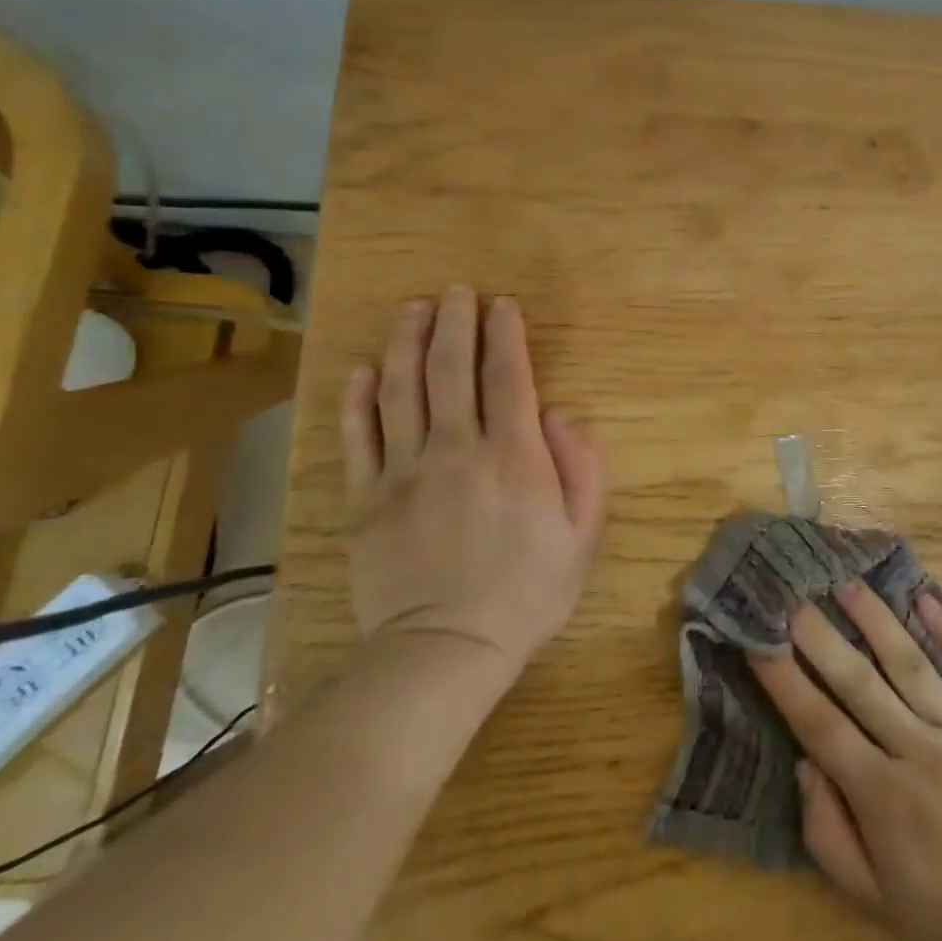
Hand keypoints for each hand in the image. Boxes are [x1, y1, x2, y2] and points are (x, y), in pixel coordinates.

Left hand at [340, 288, 605, 688]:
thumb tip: (559, 414)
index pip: (508, 378)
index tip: (503, 304)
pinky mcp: (365, 498)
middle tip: (457, 290)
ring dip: (407, 343)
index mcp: (514, 458)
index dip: (506, 334)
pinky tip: (364, 369)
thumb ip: (581, 467)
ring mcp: (404, 472)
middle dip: (456, 322)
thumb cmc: (527, 593)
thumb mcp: (583, 536)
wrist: (445, 650)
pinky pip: (359, 437)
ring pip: (401, 391)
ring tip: (414, 309)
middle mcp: (456, 450)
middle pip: (451, 370)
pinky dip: (359, 399)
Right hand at [750, 583, 941, 940]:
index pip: (820, 725)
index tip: (759, 640)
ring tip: (849, 584)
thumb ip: (830, 835)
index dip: (785, 681)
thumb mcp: (876, 901)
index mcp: (882, 794)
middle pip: (860, 683)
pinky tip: (928, 599)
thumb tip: (805, 765)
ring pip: (911, 664)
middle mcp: (918, 750)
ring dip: (877, 621)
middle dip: (821, 637)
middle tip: (793, 596)